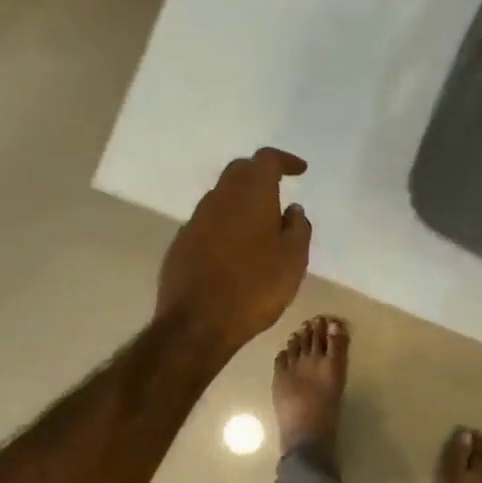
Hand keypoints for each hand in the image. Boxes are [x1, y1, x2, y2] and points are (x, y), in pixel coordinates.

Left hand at [158, 148, 311, 357]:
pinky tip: (236, 248)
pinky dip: (225, 224)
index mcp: (250, 195)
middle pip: (240, 171)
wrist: (198, 322)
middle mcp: (219, 198)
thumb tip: (292, 209)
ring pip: (222, 196)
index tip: (300, 171)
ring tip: (260, 222)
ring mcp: (196, 220)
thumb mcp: (293, 260)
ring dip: (242, 200)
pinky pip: (208, 221)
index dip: (285, 161)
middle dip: (260, 174)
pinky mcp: (182, 243)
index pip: (266, 159)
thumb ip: (298, 228)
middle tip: (279, 190)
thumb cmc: (255, 288)